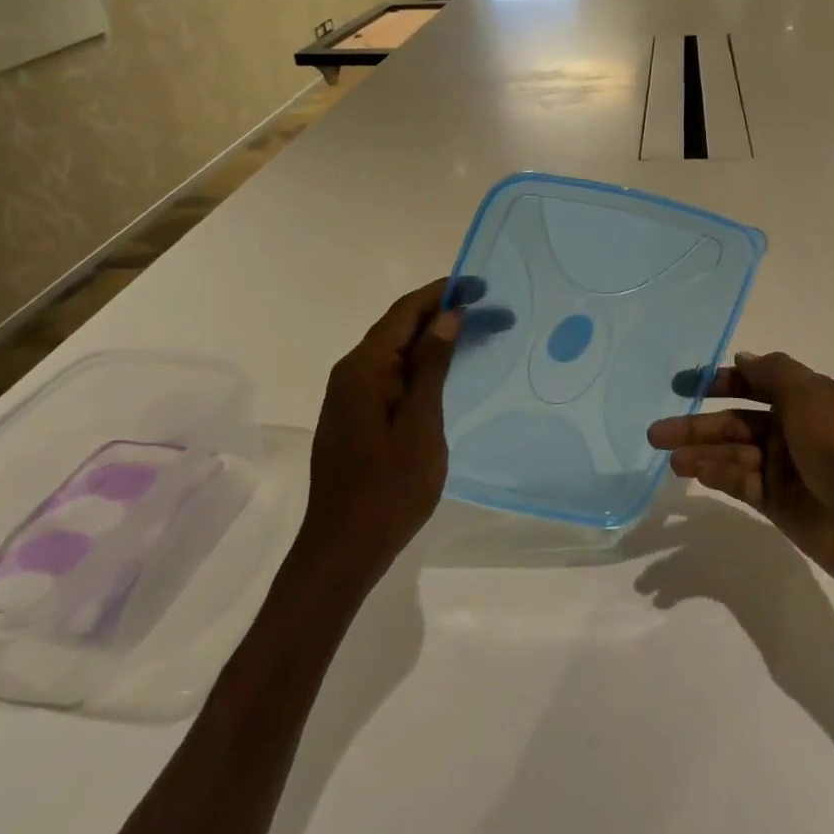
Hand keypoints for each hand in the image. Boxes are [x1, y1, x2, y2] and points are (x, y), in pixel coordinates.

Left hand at [300, 278, 506, 584]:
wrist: (343, 550)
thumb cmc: (388, 489)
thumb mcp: (420, 425)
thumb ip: (432, 367)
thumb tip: (448, 316)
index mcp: (364, 368)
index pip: (404, 312)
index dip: (441, 292)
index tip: (479, 284)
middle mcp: (351, 372)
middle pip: (398, 327)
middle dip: (442, 313)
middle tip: (490, 310)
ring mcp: (350, 395)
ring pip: (395, 351)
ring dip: (433, 338)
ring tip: (476, 333)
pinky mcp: (356, 416)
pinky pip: (391, 374)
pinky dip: (421, 364)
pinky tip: (446, 371)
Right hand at [649, 351, 833, 600]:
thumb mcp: (812, 396)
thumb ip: (773, 373)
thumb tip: (743, 359)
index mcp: (808, 399)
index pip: (756, 382)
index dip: (719, 381)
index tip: (682, 385)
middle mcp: (794, 430)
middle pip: (736, 421)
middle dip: (697, 424)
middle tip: (657, 432)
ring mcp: (786, 469)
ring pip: (733, 453)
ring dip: (701, 453)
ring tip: (669, 458)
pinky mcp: (779, 504)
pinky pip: (740, 483)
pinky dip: (716, 476)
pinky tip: (691, 473)